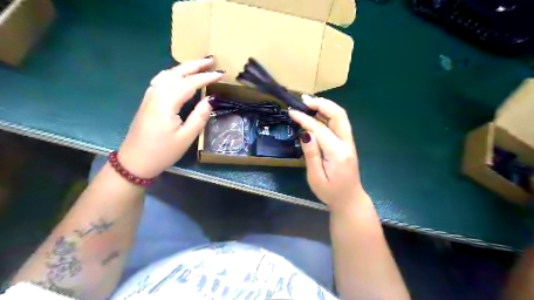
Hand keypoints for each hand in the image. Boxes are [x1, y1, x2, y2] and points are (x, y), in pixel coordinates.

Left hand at [117, 58, 223, 178]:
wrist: (135, 162)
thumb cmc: (162, 152)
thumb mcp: (186, 137)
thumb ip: (199, 116)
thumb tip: (211, 99)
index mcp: (166, 103)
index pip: (189, 83)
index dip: (206, 77)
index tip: (221, 73)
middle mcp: (156, 94)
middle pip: (177, 73)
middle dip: (195, 65)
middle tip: (212, 60)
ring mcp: (149, 96)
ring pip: (167, 74)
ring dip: (184, 67)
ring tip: (199, 65)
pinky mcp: (147, 101)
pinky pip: (161, 79)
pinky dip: (173, 73)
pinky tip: (178, 75)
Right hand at [288, 95, 367, 210]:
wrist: (350, 200)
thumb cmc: (330, 193)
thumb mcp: (316, 177)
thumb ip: (311, 154)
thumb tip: (305, 133)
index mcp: (337, 153)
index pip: (320, 129)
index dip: (305, 118)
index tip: (291, 112)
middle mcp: (347, 144)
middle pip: (339, 115)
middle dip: (321, 103)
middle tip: (304, 100)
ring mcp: (349, 142)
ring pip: (341, 116)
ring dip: (326, 106)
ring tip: (309, 103)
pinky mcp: (348, 143)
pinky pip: (340, 123)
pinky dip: (328, 114)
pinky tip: (317, 114)